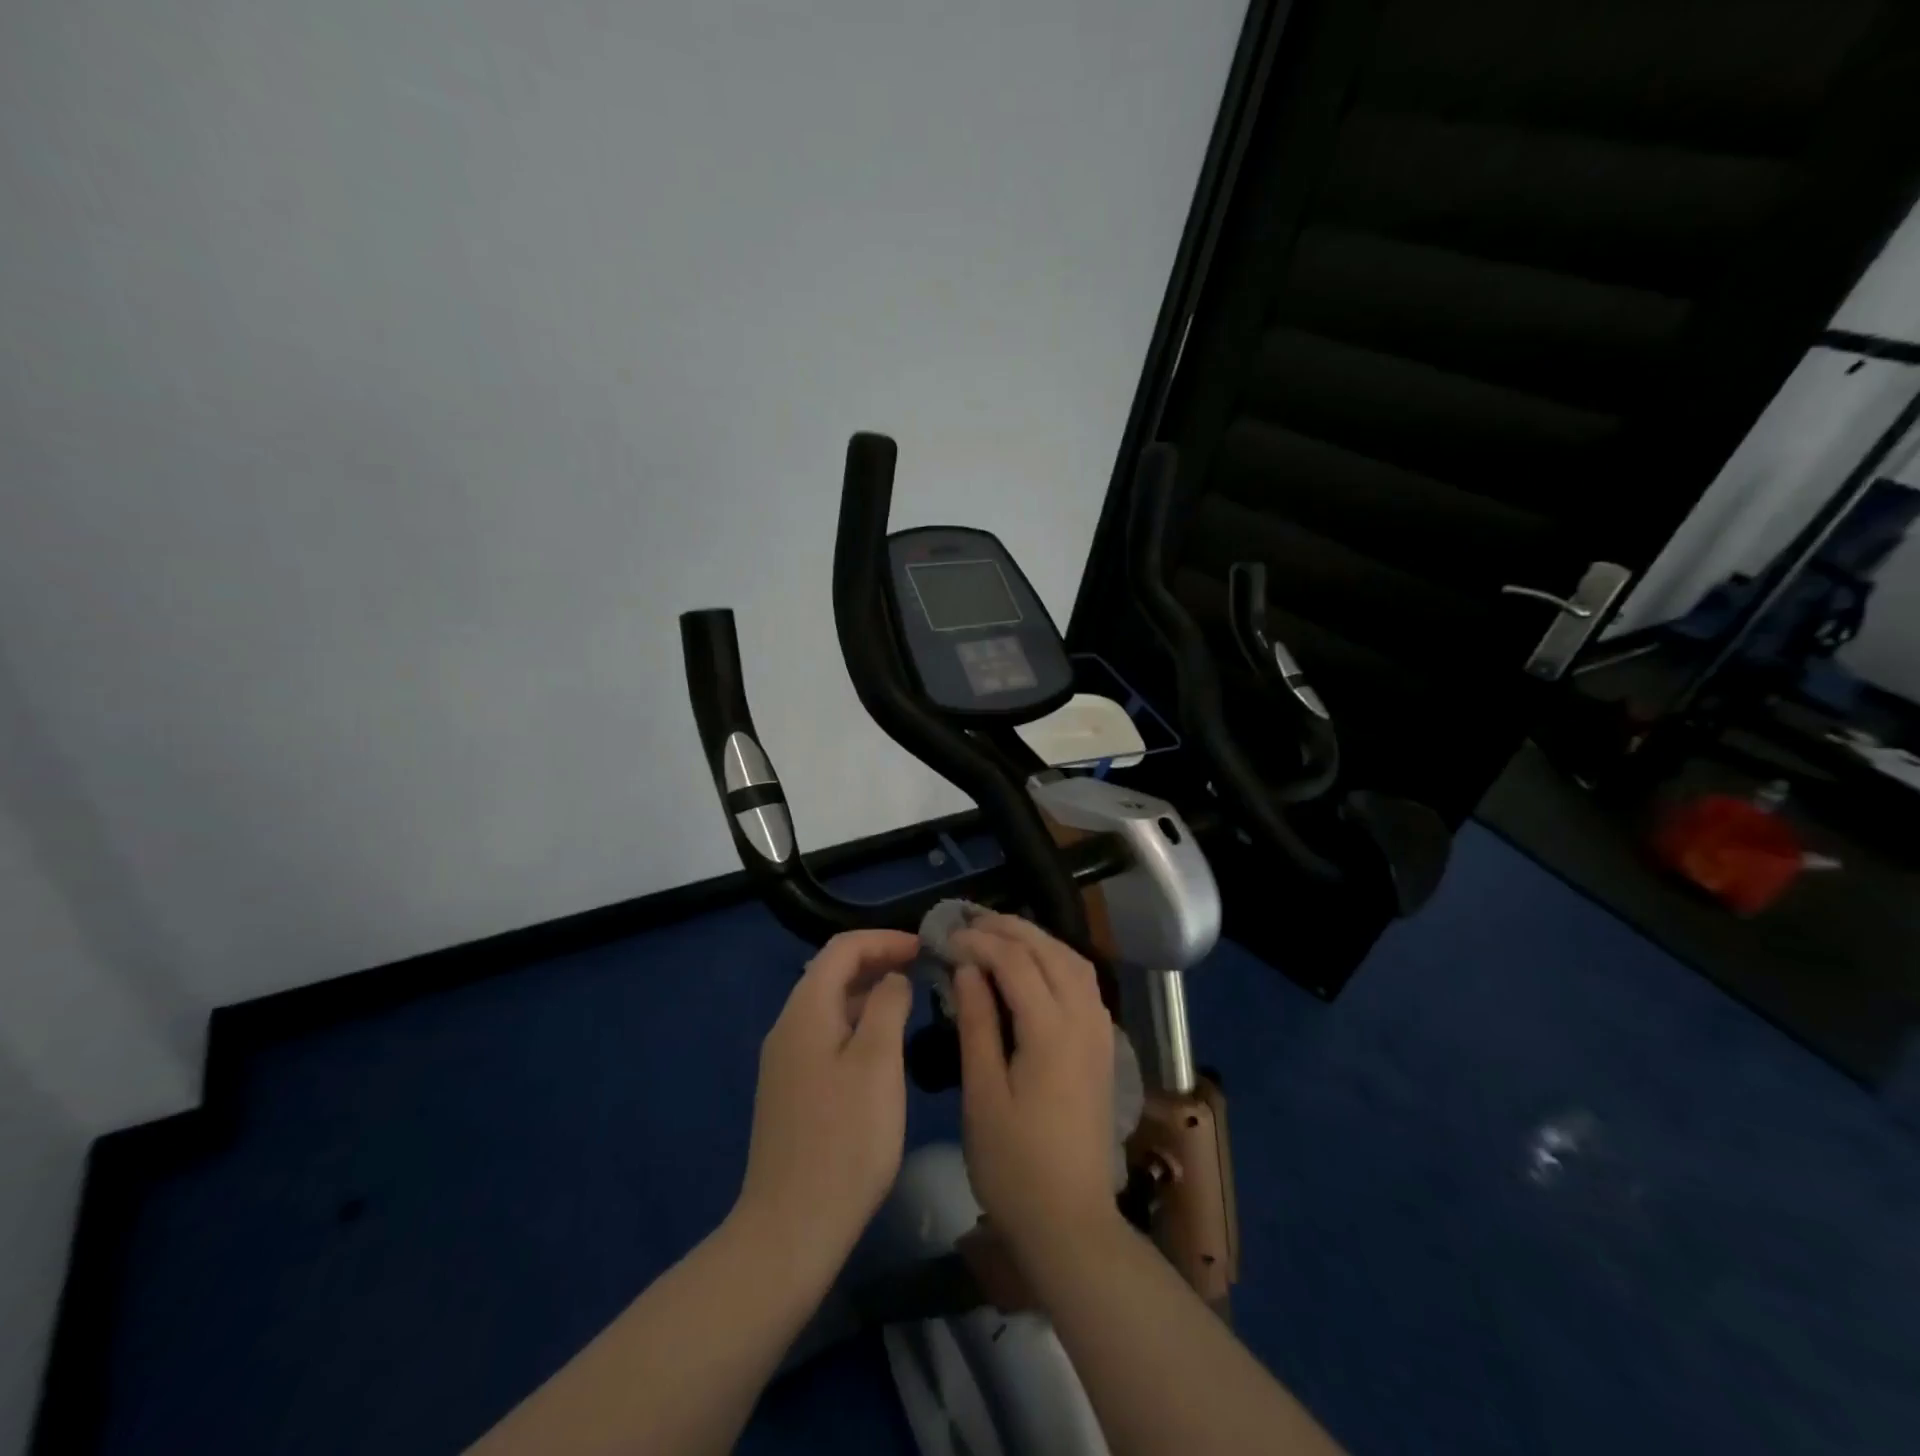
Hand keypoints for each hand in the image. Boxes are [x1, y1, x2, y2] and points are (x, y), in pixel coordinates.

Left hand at [733, 929, 918, 1284]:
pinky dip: (858, 1024)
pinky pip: (826, 1035)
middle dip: (878, 962)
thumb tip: (893, 978)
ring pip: (830, 1006)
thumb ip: (888, 1006)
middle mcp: (788, 1027)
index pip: (843, 948)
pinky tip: (884, 1047)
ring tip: (911, 1002)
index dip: (885, 940)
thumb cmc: (845, 1139)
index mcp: (805, 1011)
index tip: (925, 948)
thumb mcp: (878, 1063)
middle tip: (923, 971)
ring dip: (869, 994)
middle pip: (832, 973)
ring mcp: (785, 1061)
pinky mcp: (791, 1090)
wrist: (791, 1228)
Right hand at [950, 914, 1120, 1260]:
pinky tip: (1034, 966)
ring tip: (997, 934)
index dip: (978, 943)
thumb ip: (977, 1024)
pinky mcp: (1103, 1047)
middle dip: (1009, 929)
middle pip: (1049, 951)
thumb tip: (966, 969)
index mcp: (1051, 1031)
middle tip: (969, 922)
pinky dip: (1057, 960)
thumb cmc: (1014, 1166)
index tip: (946, 939)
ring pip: (1072, 961)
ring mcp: (1100, 1032)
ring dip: (1036, 939)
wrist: (1071, 1223)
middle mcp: (1083, 1020)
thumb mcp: (982, 1094)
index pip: (1014, 962)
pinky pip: (1083, 982)